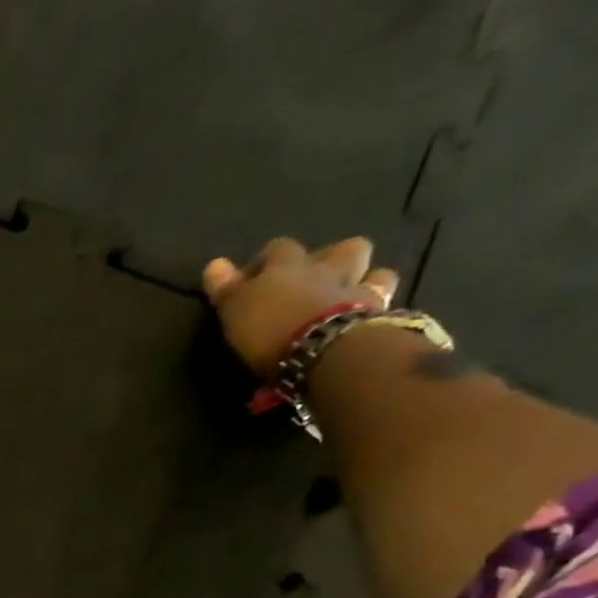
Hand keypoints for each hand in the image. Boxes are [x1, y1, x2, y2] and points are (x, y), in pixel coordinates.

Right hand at [201, 237, 400, 376]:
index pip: (276, 250)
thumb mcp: (235, 310)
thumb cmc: (269, 328)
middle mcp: (326, 269)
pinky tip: (366, 318)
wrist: (324, 348)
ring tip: (349, 296)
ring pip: (372, 271)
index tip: (253, 280)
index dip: (266, 261)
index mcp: (287, 266)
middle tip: (314, 280)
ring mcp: (358, 289)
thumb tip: (214, 264)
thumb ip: (226, 288)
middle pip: (338, 249)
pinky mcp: (379, 315)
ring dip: (364, 278)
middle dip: (329, 259)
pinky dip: (375, 308)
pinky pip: (383, 304)